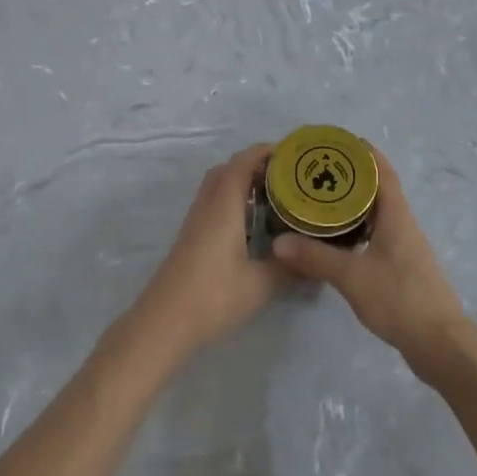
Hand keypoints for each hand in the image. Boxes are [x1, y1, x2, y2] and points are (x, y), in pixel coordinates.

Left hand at [132, 144, 283, 358]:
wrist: (163, 323)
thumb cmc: (213, 296)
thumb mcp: (261, 283)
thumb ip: (288, 266)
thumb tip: (313, 257)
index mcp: (223, 205)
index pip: (242, 162)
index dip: (265, 152)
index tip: (292, 154)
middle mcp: (207, 206)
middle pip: (227, 170)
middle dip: (254, 166)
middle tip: (285, 178)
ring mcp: (195, 223)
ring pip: (217, 189)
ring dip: (242, 185)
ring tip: (274, 199)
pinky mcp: (190, 240)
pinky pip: (213, 207)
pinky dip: (233, 204)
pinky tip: (251, 227)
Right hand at [271, 147, 470, 383]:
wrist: (440, 343)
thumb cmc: (400, 299)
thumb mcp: (352, 276)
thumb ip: (315, 257)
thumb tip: (278, 242)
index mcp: (396, 215)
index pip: (381, 171)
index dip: (363, 152)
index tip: (336, 142)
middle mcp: (402, 224)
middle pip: (377, 189)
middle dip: (350, 177)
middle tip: (315, 172)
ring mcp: (404, 247)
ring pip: (376, 214)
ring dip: (352, 204)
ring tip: (319, 202)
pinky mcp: (401, 268)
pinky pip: (376, 235)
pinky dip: (356, 229)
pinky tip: (335, 240)